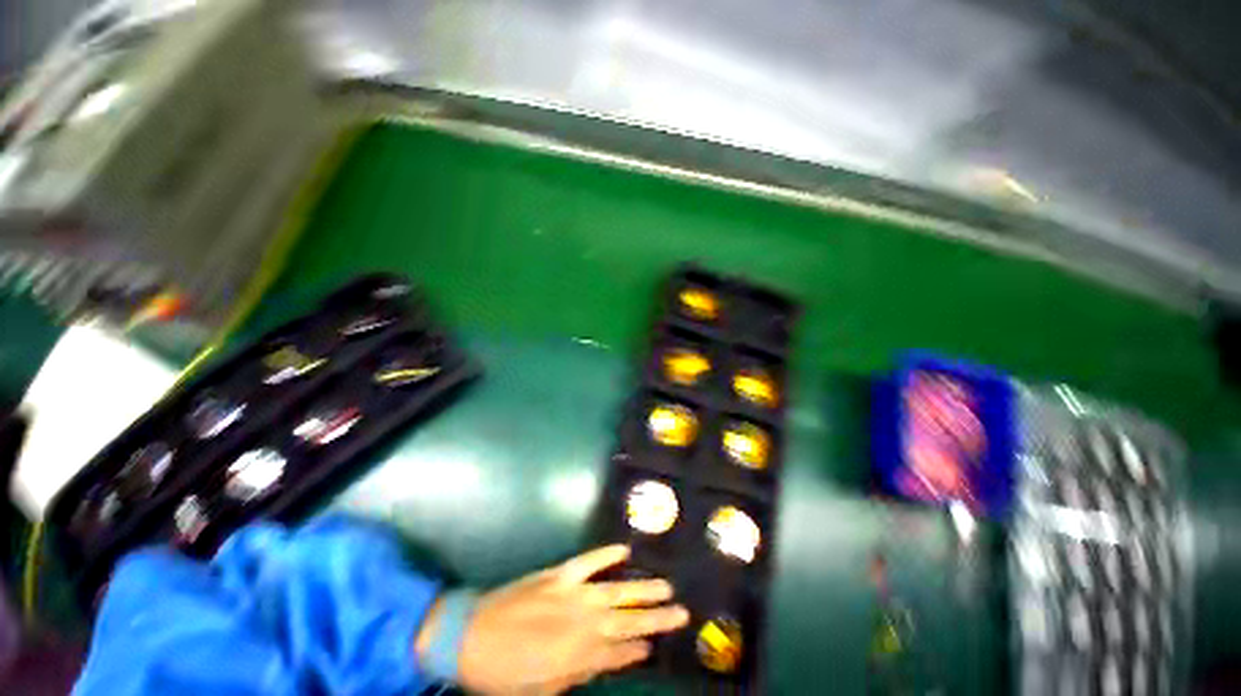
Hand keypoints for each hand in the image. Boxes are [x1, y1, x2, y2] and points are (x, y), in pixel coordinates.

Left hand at [454, 545, 687, 693]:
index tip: (658, 645)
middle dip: (657, 619)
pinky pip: (589, 561)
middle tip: (682, 612)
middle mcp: (582, 624)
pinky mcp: (559, 574)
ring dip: (643, 589)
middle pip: (628, 621)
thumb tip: (607, 660)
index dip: (640, 648)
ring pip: (617, 591)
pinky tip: (625, 550)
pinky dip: (607, 554)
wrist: (469, 637)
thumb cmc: (503, 674)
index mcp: (578, 657)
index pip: (621, 653)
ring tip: (667, 587)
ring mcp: (572, 594)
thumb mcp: (541, 690)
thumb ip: (577, 674)